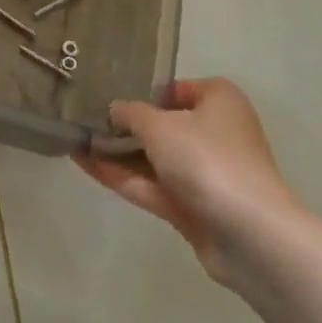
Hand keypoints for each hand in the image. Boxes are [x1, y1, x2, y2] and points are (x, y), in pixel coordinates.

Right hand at [75, 77, 303, 290]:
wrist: (248, 234)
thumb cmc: (206, 159)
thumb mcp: (157, 124)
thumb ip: (130, 112)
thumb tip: (114, 110)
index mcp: (220, 103)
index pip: (182, 87)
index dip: (150, 88)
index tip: (116, 91)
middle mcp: (216, 134)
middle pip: (164, 124)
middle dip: (126, 123)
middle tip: (85, 114)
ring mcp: (205, 174)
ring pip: (153, 157)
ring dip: (116, 150)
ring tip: (73, 137)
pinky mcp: (193, 207)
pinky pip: (150, 185)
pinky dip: (119, 175)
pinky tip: (82, 162)